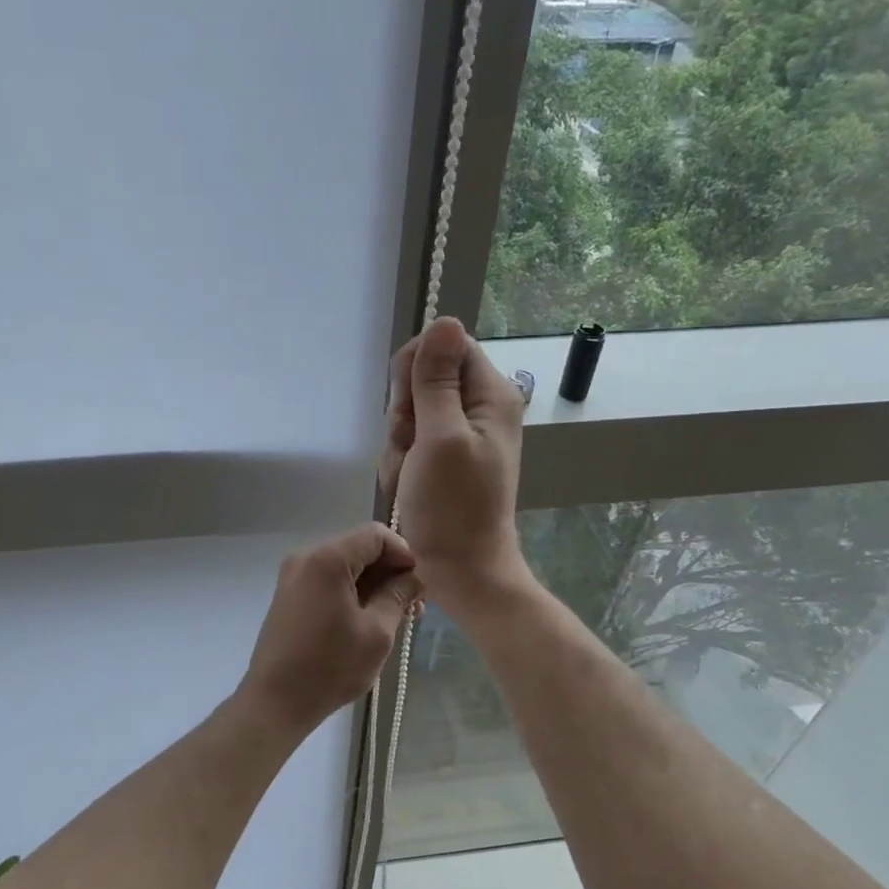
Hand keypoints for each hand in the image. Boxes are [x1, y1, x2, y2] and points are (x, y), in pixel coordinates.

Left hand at [239, 524, 420, 731]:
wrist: (276, 701)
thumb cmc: (331, 666)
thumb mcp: (377, 632)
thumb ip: (398, 596)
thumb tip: (412, 578)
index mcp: (327, 559)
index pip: (375, 535)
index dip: (403, 554)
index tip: (418, 585)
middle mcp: (305, 558)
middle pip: (358, 548)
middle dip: (389, 571)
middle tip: (412, 606)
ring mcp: (293, 577)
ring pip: (344, 566)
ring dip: (371, 584)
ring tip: (395, 617)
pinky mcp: (289, 596)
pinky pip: (327, 581)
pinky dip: (350, 593)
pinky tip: (367, 620)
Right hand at [380, 316, 528, 606]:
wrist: (460, 569)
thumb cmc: (452, 507)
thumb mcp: (439, 438)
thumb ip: (437, 380)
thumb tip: (444, 319)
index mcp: (490, 395)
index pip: (444, 346)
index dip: (415, 370)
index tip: (409, 409)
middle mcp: (478, 408)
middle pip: (423, 379)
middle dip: (404, 414)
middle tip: (410, 448)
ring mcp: (459, 435)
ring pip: (410, 412)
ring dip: (398, 443)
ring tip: (409, 475)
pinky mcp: (443, 458)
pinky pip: (409, 441)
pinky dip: (400, 462)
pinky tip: (406, 485)